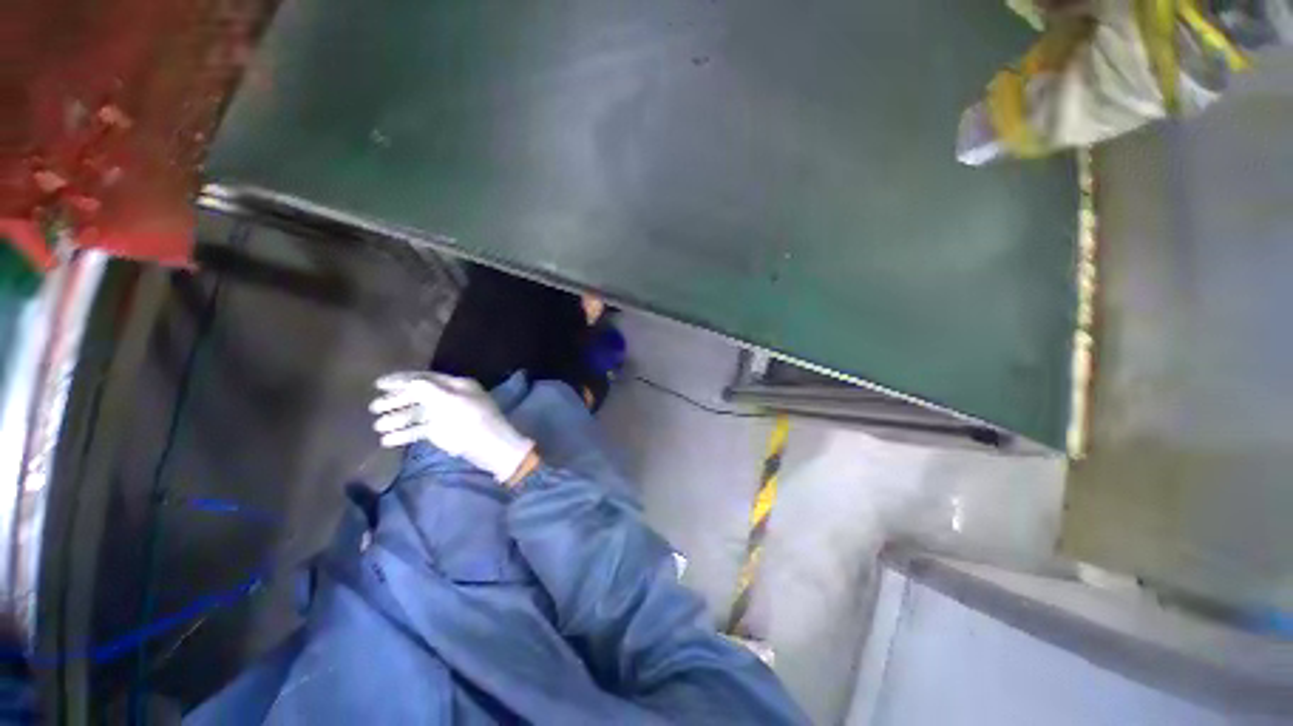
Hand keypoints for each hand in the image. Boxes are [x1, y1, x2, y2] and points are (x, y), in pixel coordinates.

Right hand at [370, 372, 535, 482]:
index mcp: (456, 385)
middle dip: (396, 401)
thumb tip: (409, 381)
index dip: (402, 380)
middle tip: (375, 408)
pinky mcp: (441, 432)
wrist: (490, 447)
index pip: (425, 378)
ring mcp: (445, 415)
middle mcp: (449, 397)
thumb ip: (428, 390)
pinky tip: (387, 441)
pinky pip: (419, 430)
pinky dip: (404, 434)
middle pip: (418, 395)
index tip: (378, 385)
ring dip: (397, 419)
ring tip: (378, 427)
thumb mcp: (451, 402)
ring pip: (416, 414)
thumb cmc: (473, 421)